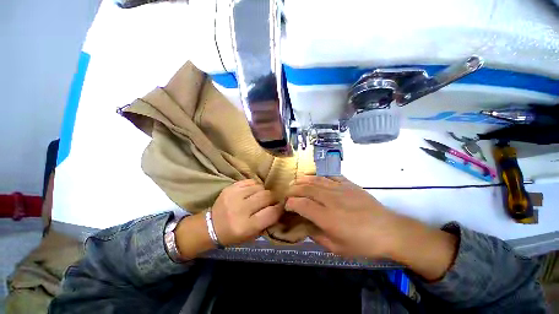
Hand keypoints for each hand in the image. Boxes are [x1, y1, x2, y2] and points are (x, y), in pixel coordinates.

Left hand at [211, 179, 282, 245]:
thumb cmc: (233, 235)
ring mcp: (234, 196)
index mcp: (246, 226)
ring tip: (260, 197)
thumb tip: (278, 209)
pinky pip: (250, 181)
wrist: (211, 226)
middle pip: (266, 196)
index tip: (281, 207)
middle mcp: (240, 210)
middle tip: (271, 201)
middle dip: (272, 198)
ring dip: (263, 192)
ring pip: (260, 187)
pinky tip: (252, 192)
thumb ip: (266, 223)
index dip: (279, 209)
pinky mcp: (230, 188)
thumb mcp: (251, 236)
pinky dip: (254, 186)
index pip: (271, 213)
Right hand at [286, 175, 457, 280]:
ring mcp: (340, 189)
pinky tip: (314, 177)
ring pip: (316, 180)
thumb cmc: (362, 243)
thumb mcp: (337, 248)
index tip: (287, 205)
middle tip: (288, 191)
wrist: (389, 230)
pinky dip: (319, 175)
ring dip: (303, 179)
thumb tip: (305, 226)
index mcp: (327, 217)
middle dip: (293, 188)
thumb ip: (317, 236)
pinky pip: (330, 176)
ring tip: (296, 181)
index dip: (290, 203)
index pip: (301, 204)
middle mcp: (330, 199)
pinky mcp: (348, 184)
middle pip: (306, 188)